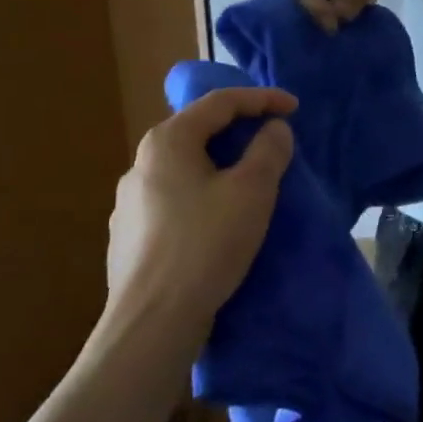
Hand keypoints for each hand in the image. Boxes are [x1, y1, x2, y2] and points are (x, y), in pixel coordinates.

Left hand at [106, 87, 297, 340]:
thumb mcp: (251, 191)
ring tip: (248, 181)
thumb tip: (274, 129)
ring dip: (220, 165)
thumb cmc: (206, 245)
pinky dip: (202, 195)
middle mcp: (140, 163)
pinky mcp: (128, 236)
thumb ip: (268, 151)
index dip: (262, 99)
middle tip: (272, 140)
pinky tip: (217, 220)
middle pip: (198, 132)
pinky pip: (174, 200)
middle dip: (239, 131)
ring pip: (185, 168)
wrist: (153, 323)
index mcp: (167, 142)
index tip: (294, 108)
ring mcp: (129, 202)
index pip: (220, 102)